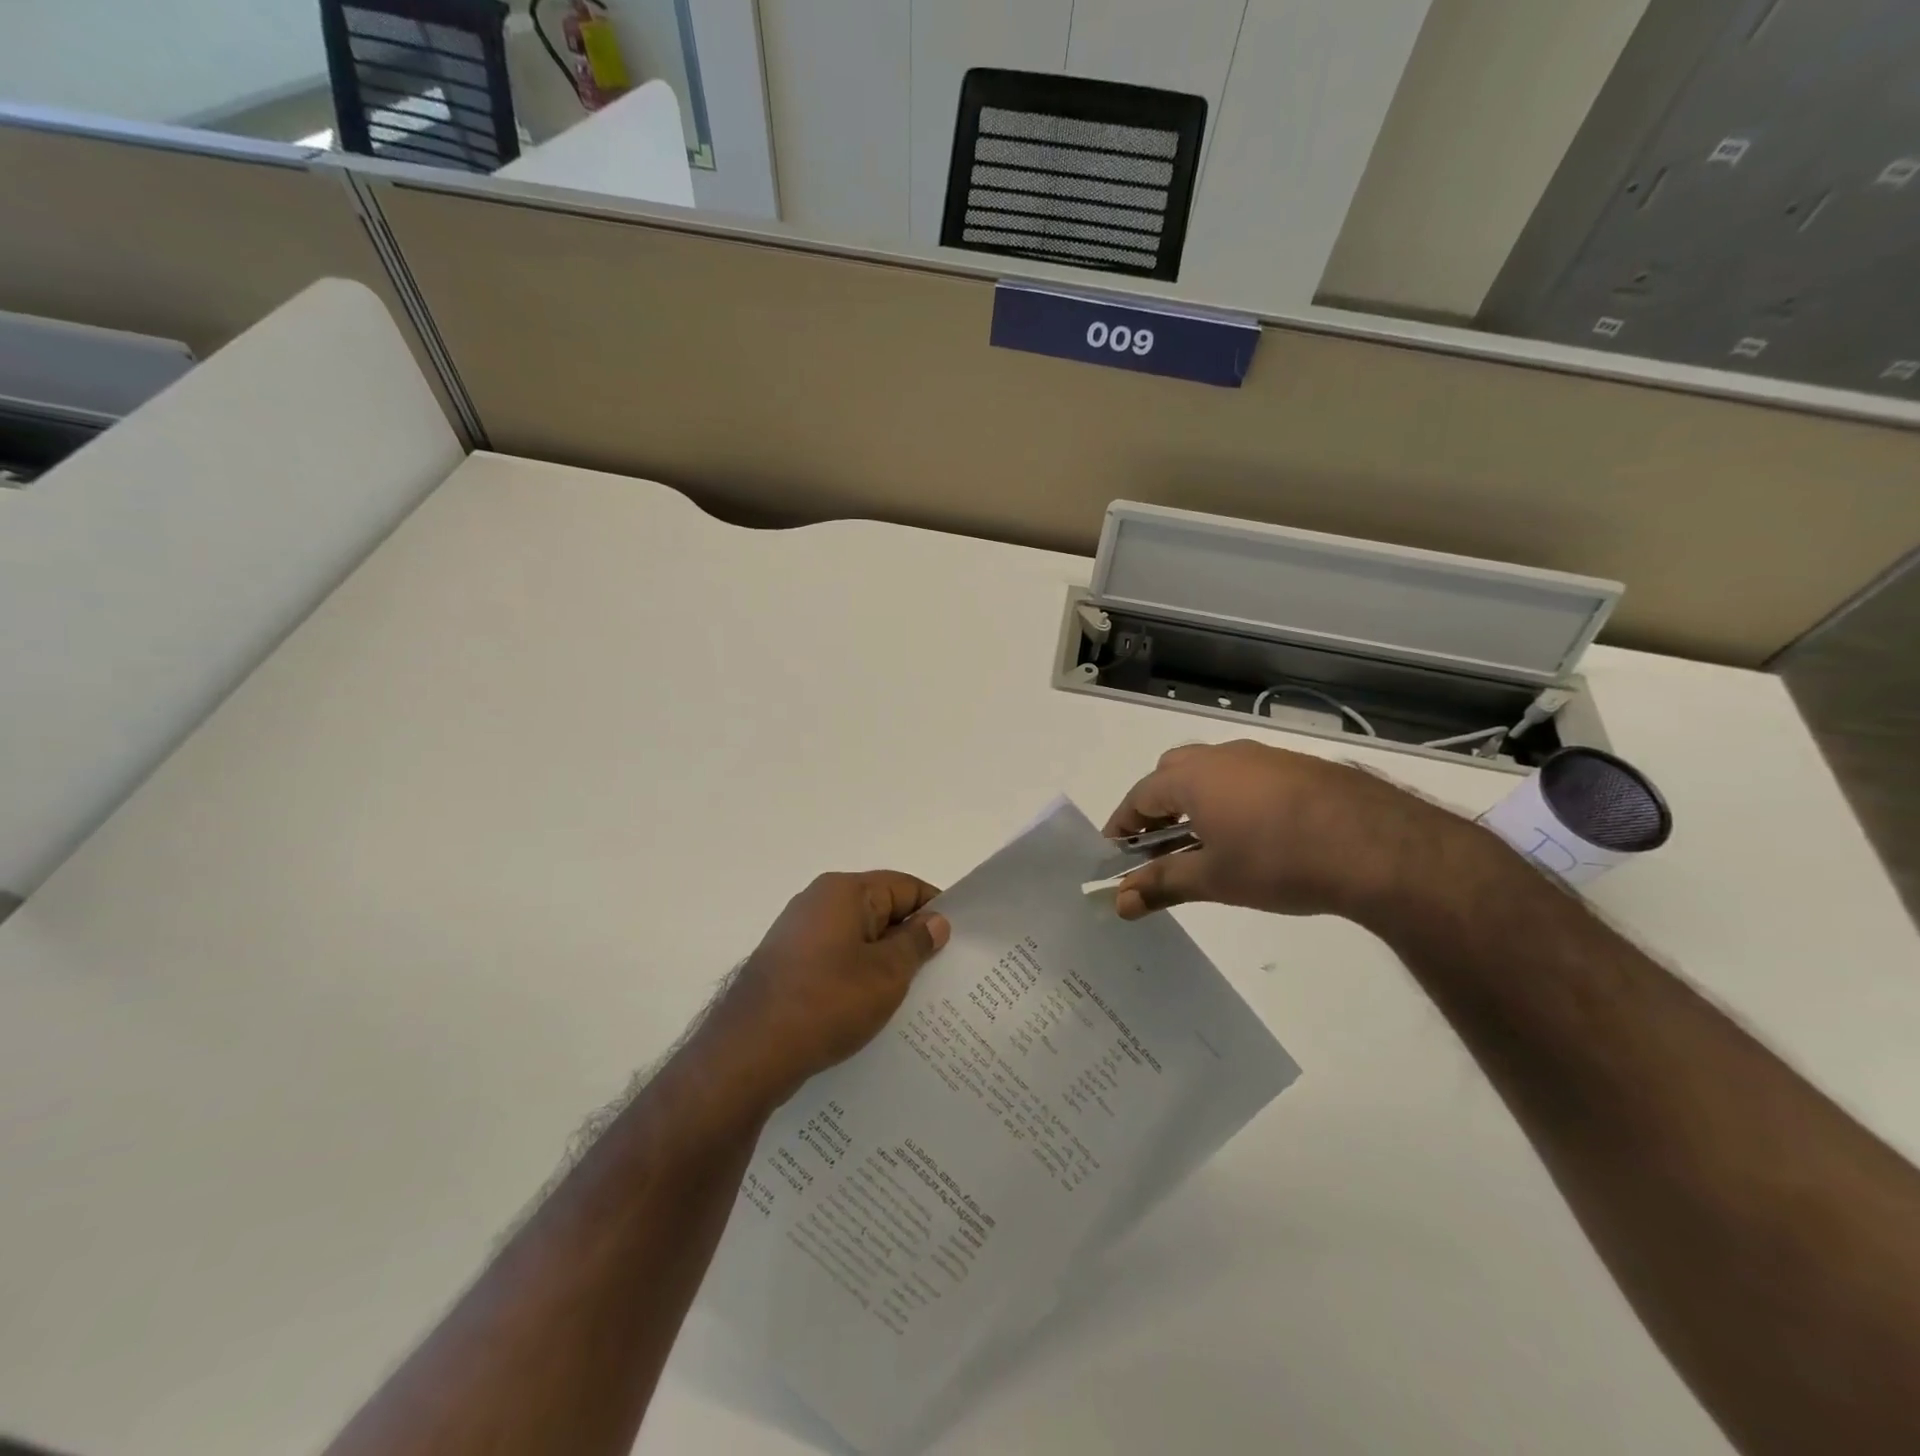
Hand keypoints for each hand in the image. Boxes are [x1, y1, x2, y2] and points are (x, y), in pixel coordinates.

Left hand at [698, 871, 949, 1106]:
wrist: (749, 1052)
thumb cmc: (826, 1002)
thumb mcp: (886, 974)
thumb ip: (916, 943)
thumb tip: (936, 921)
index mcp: (844, 891)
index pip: (904, 886)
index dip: (934, 910)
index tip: (958, 942)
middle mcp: (818, 902)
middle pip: (880, 911)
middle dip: (910, 940)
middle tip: (942, 973)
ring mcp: (798, 935)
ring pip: (857, 940)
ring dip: (884, 963)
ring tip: (913, 997)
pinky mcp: (787, 966)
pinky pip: (835, 962)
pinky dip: (857, 978)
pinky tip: (872, 1010)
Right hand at [1103, 740, 1473, 923]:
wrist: (1376, 845)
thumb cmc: (1276, 861)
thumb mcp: (1213, 879)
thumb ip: (1161, 885)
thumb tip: (1118, 903)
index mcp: (1191, 777)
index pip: (1139, 797)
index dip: (1122, 826)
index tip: (1114, 854)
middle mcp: (1222, 757)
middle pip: (1172, 775)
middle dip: (1158, 809)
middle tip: (1159, 846)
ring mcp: (1264, 758)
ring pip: (1212, 774)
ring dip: (1197, 803)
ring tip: (1207, 844)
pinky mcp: (1299, 767)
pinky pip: (1248, 778)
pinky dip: (1234, 801)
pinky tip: (1255, 836)